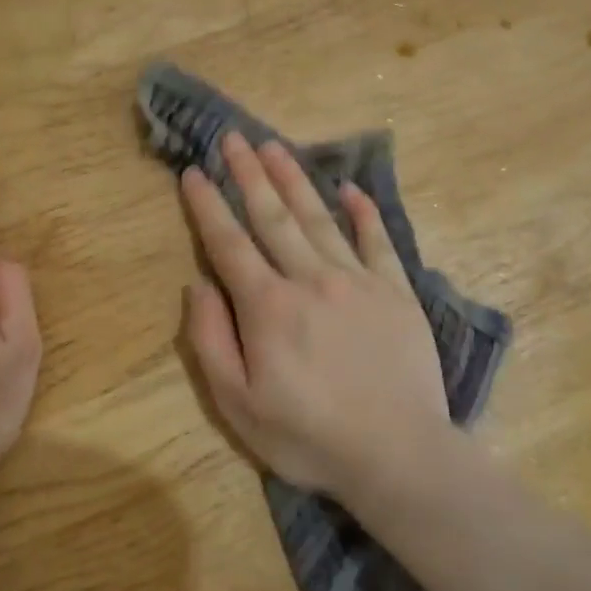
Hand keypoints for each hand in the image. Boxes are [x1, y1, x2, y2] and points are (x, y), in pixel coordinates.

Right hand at [179, 133, 448, 496]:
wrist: (398, 454)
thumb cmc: (308, 437)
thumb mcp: (238, 404)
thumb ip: (211, 341)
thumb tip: (197, 286)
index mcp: (268, 306)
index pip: (228, 244)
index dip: (207, 206)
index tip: (193, 172)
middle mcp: (311, 279)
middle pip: (273, 216)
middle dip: (248, 174)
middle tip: (232, 136)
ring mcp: (359, 281)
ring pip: (319, 218)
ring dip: (294, 179)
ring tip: (274, 146)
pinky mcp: (397, 292)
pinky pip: (377, 241)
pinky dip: (363, 212)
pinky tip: (351, 189)